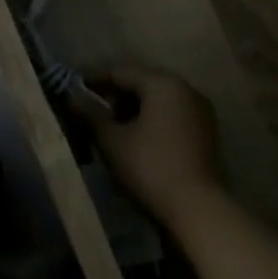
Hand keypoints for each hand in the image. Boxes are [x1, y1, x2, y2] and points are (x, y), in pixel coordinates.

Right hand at [75, 66, 223, 222]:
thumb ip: (91, 113)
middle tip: (91, 109)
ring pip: (159, 99)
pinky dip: (153, 119)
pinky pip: (173, 113)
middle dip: (115, 94)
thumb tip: (71, 95)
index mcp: (162, 83)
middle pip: (142, 82)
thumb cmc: (149, 166)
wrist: (197, 206)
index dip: (95, 79)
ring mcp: (200, 109)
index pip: (121, 72)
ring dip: (134, 107)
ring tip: (111, 126)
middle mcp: (185, 88)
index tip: (74, 89)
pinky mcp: (206, 130)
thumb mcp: (113, 140)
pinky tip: (137, 137)